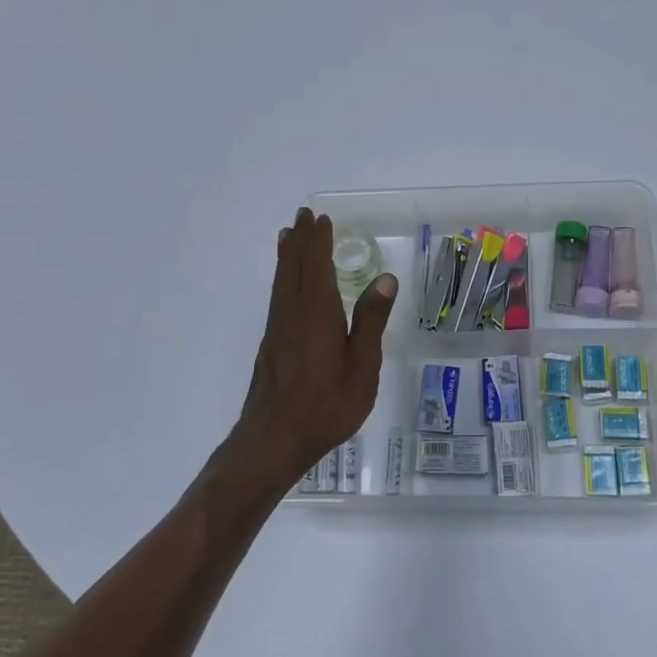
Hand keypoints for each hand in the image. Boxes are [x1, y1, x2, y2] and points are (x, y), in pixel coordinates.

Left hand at [226, 208, 396, 493]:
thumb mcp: (362, 366)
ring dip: (287, 256)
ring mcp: (277, 329)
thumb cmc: (327, 405)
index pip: (316, 265)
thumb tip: (385, 278)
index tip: (320, 219)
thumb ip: (371, 321)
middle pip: (293, 267)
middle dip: (299, 240)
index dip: (318, 241)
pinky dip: (282, 278)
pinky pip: (278, 297)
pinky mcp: (271, 345)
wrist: (274, 440)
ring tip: (288, 237)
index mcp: (316, 312)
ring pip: (281, 282)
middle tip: (302, 216)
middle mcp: (292, 313)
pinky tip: (286, 286)